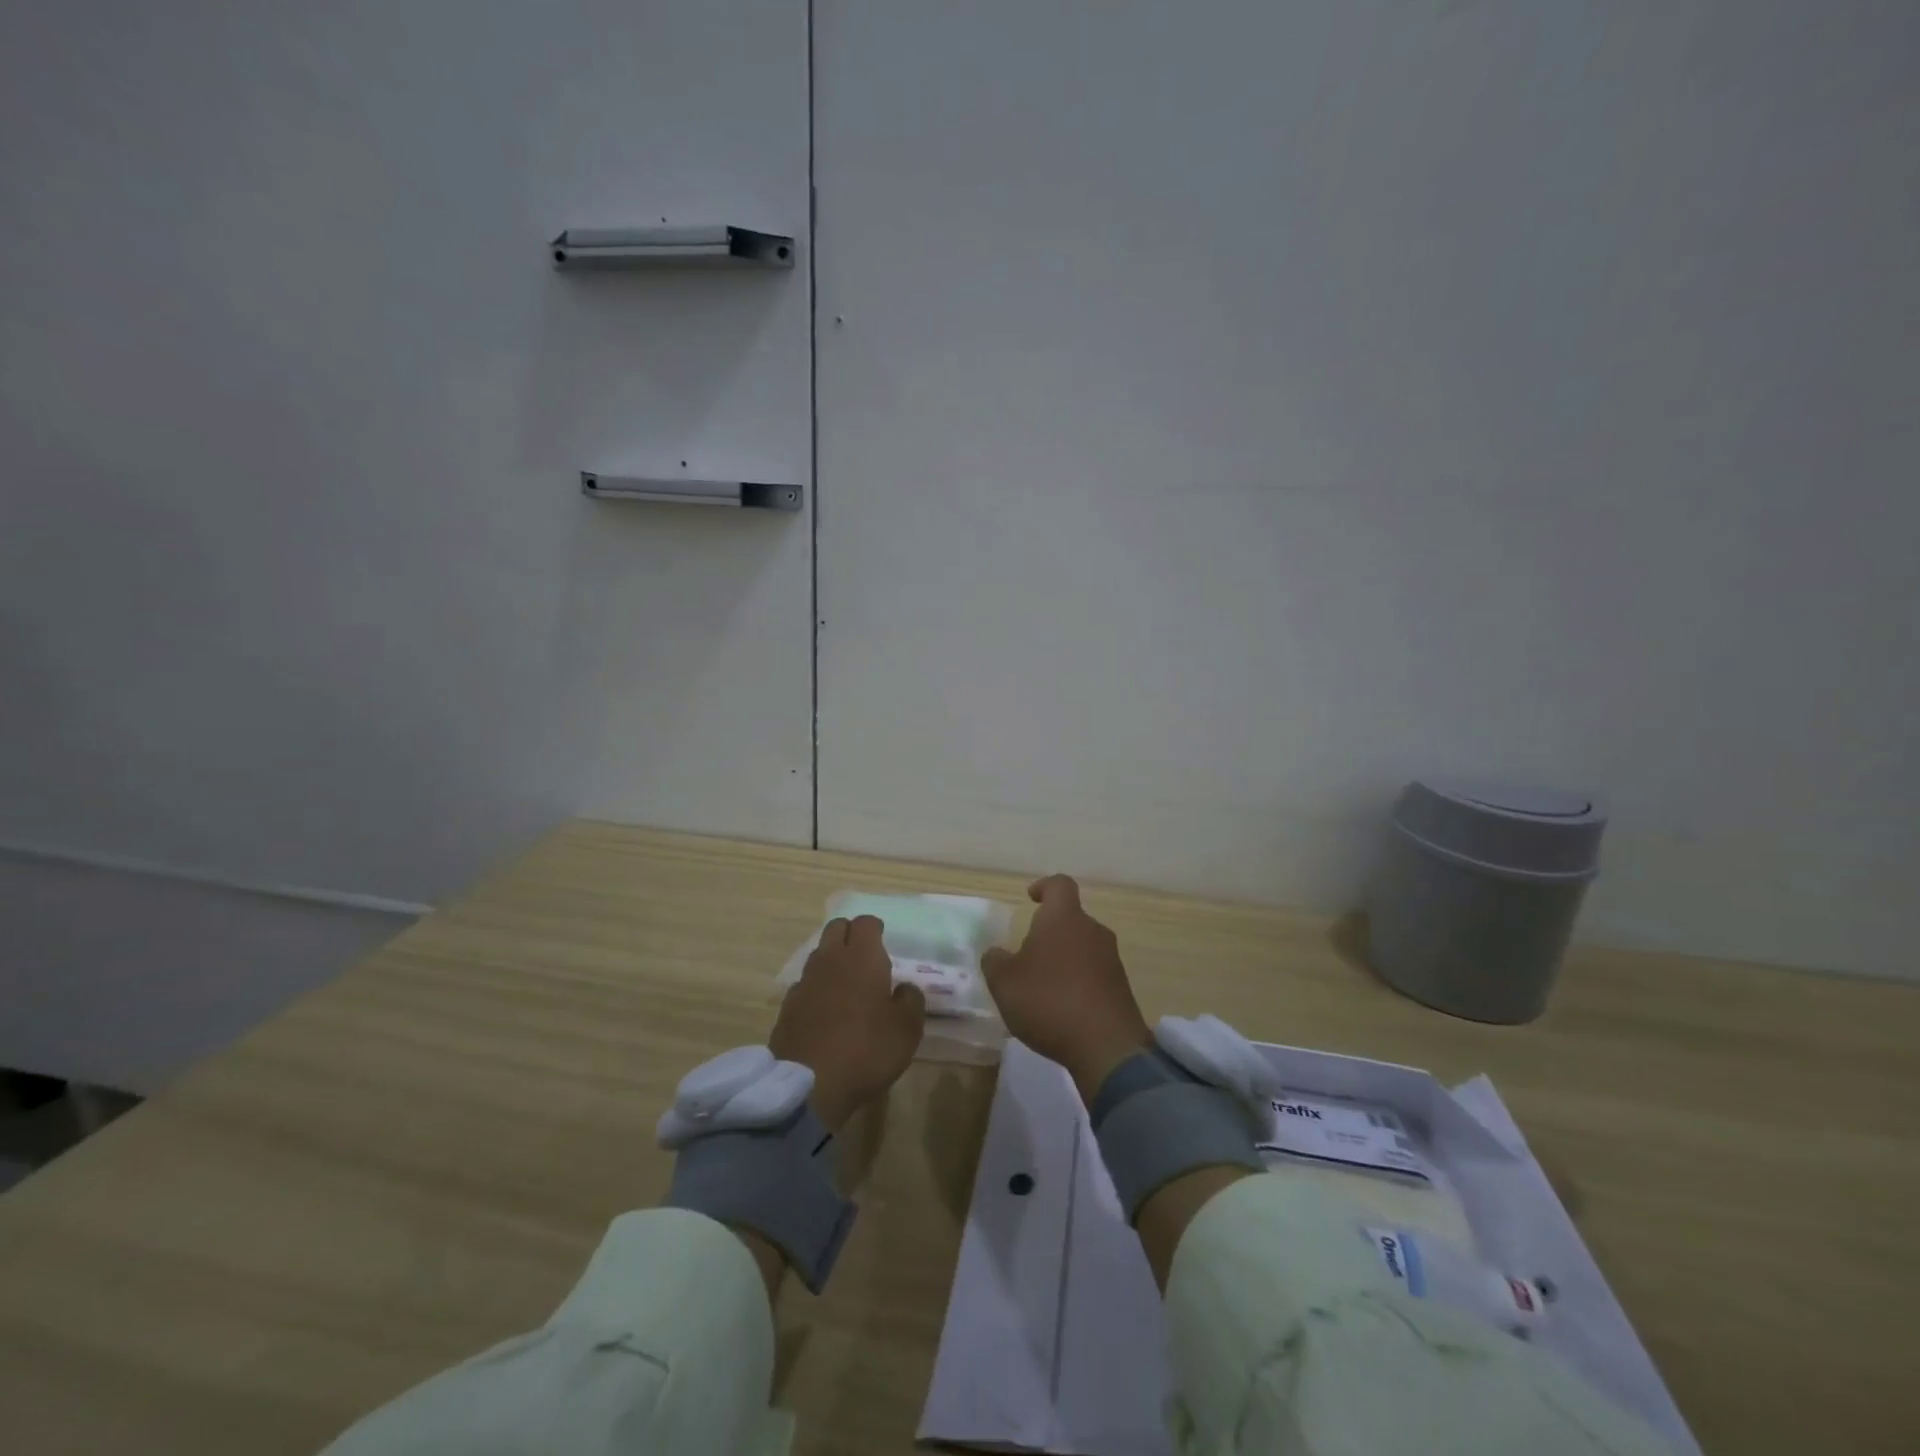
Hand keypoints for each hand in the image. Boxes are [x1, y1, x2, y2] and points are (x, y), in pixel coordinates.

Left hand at [769, 916, 925, 1131]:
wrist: (808, 1086)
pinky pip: (805, 984)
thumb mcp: (907, 1029)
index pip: (865, 922)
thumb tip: (904, 988)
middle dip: (850, 934)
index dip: (875, 928)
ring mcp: (804, 982)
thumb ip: (911, 1000)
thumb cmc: (867, 1050)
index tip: (884, 940)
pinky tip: (825, 1009)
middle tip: (865, 956)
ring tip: (847, 983)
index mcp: (862, 958)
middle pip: (836, 928)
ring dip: (833, 960)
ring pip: (819, 954)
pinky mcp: (787, 1007)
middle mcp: (830, 960)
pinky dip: (816, 987)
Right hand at [981, 875, 1151, 1102]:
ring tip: (1042, 987)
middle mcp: (1092, 930)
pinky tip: (1062, 1009)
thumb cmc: (1049, 1001)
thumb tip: (997, 953)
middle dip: (1049, 932)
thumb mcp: (1004, 982)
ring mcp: (1111, 959)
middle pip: (1070, 919)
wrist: (1106, 1047)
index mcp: (1064, 918)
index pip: (1060, 884)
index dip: (1044, 886)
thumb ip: (995, 961)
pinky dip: (1078, 982)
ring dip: (1063, 959)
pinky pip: (1094, 973)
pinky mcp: (1121, 987)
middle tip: (1027, 955)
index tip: (1031, 898)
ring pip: (1082, 947)